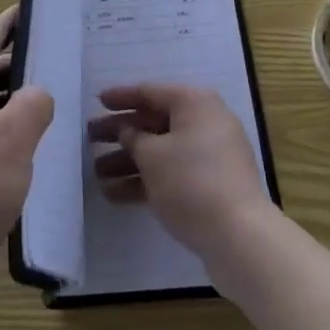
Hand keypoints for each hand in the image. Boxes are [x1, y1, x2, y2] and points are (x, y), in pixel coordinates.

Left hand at [0, 7, 53, 316]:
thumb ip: (35, 102)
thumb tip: (36, 97)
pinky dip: (2, 129)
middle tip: (63, 62)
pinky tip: (29, 145)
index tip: (42, 9)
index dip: (15, 21)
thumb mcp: (15, 138)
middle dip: (22, 66)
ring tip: (53, 102)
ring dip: (13, 102)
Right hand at [89, 83, 273, 263]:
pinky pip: (171, 174)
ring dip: (129, 161)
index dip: (121, 97)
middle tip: (90, 138)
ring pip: (161, 151)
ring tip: (95, 174)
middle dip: (121, 132)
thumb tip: (129, 132)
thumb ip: (134, 138)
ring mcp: (209, 156)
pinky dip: (146, 181)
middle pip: (154, 122)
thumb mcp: (152, 156)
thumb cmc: (191, 181)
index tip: (97, 101)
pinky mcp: (210, 185)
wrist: (240, 236)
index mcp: (194, 103)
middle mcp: (204, 122)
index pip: (150, 92)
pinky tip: (114, 195)